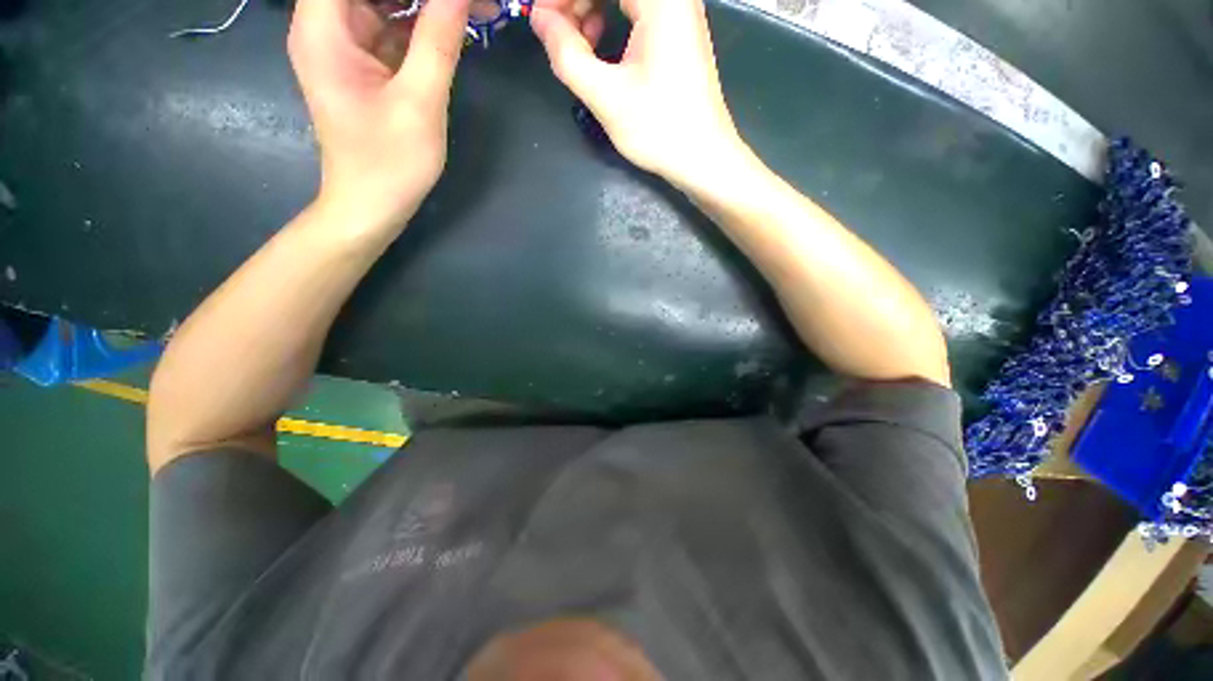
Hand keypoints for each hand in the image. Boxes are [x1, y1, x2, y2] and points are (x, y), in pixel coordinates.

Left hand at [288, 0, 470, 234]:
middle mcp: (326, 24)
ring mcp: (345, 43)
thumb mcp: (419, 103)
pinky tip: (454, 25)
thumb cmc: (389, 163)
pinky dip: (422, 22)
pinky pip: (392, 25)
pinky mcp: (363, 62)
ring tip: (473, 9)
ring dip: (427, 3)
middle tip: (473, 2)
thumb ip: (439, 41)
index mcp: (324, 26)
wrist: (371, 206)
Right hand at [530, 0, 744, 186]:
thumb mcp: (606, 96)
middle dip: (576, 1)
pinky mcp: (678, 31)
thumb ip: (567, 54)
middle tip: (555, 33)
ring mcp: (678, 11)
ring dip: (592, 7)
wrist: (703, 157)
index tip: (542, 19)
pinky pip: (637, 7)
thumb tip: (540, 19)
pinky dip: (611, 18)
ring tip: (579, 44)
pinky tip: (601, 46)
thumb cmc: (659, 129)